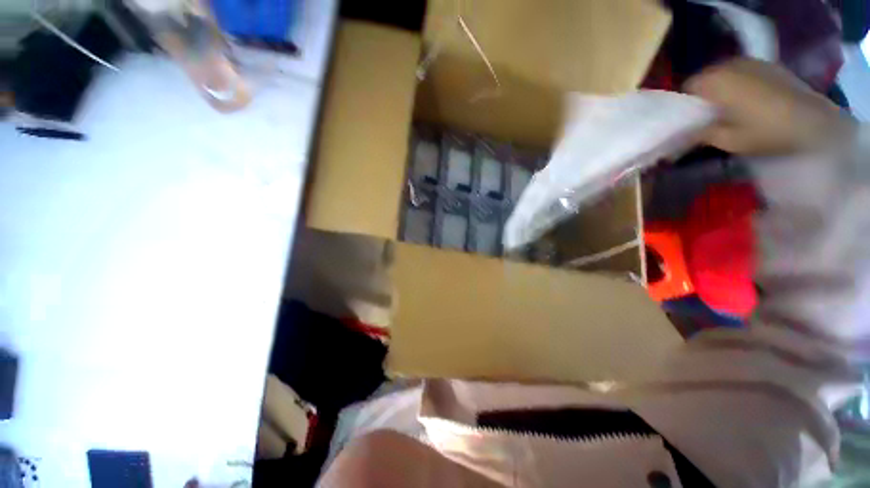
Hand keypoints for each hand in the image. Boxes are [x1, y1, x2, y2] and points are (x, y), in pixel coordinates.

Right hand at [685, 58, 856, 154]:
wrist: (816, 121)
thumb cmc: (768, 131)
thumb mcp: (728, 141)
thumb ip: (701, 135)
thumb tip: (683, 135)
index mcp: (716, 82)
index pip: (687, 87)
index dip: (686, 104)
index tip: (691, 119)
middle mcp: (731, 65)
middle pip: (706, 78)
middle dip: (704, 95)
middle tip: (710, 116)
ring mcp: (752, 62)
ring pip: (725, 73)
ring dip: (722, 88)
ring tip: (731, 108)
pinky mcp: (769, 65)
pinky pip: (744, 72)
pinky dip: (740, 83)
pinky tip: (751, 100)